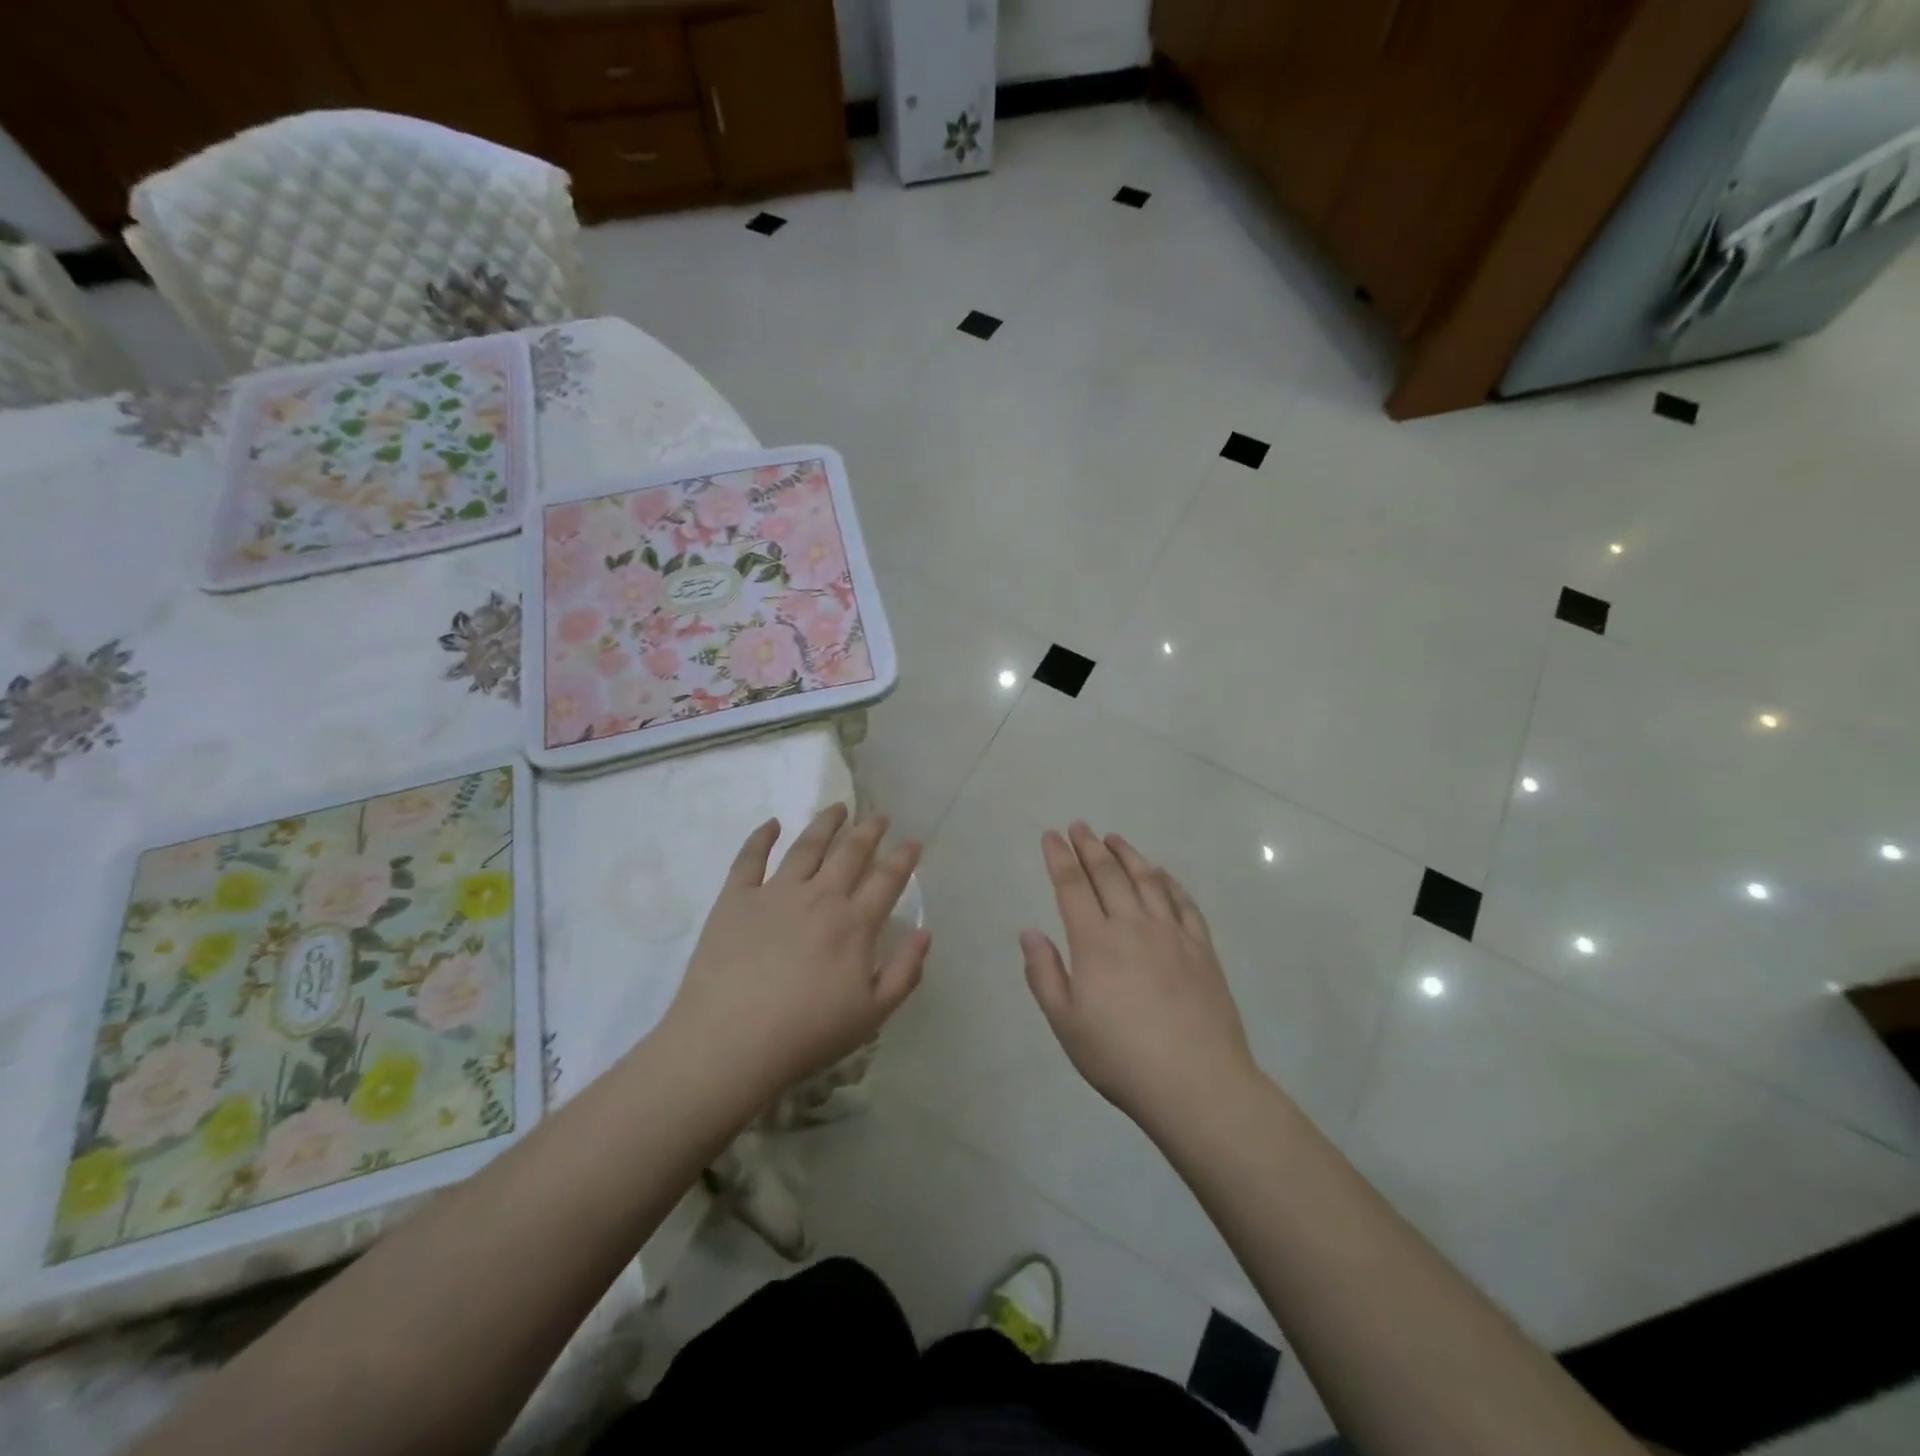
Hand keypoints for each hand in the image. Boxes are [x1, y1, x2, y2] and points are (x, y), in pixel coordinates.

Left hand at [663, 805, 929, 1104]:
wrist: (730, 1043)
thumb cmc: (806, 1034)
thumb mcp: (872, 1015)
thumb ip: (905, 972)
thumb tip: (925, 932)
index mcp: (854, 924)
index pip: (887, 880)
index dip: (904, 858)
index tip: (913, 842)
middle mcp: (819, 897)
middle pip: (850, 853)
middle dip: (869, 831)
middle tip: (879, 816)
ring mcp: (775, 893)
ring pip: (806, 846)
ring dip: (825, 823)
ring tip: (837, 807)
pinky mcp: (735, 899)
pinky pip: (750, 858)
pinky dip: (762, 836)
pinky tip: (772, 823)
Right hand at [1021, 823, 1257, 1131]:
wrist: (1197, 1083)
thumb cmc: (1120, 1057)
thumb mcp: (1066, 1023)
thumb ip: (1044, 974)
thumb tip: (1029, 931)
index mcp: (1095, 943)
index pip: (1072, 887)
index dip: (1059, 858)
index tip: (1051, 836)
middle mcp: (1133, 926)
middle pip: (1108, 874)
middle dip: (1089, 846)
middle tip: (1079, 826)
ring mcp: (1172, 934)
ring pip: (1147, 880)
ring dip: (1128, 854)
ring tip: (1114, 838)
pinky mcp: (1202, 949)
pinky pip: (1184, 903)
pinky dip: (1169, 882)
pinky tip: (1162, 874)